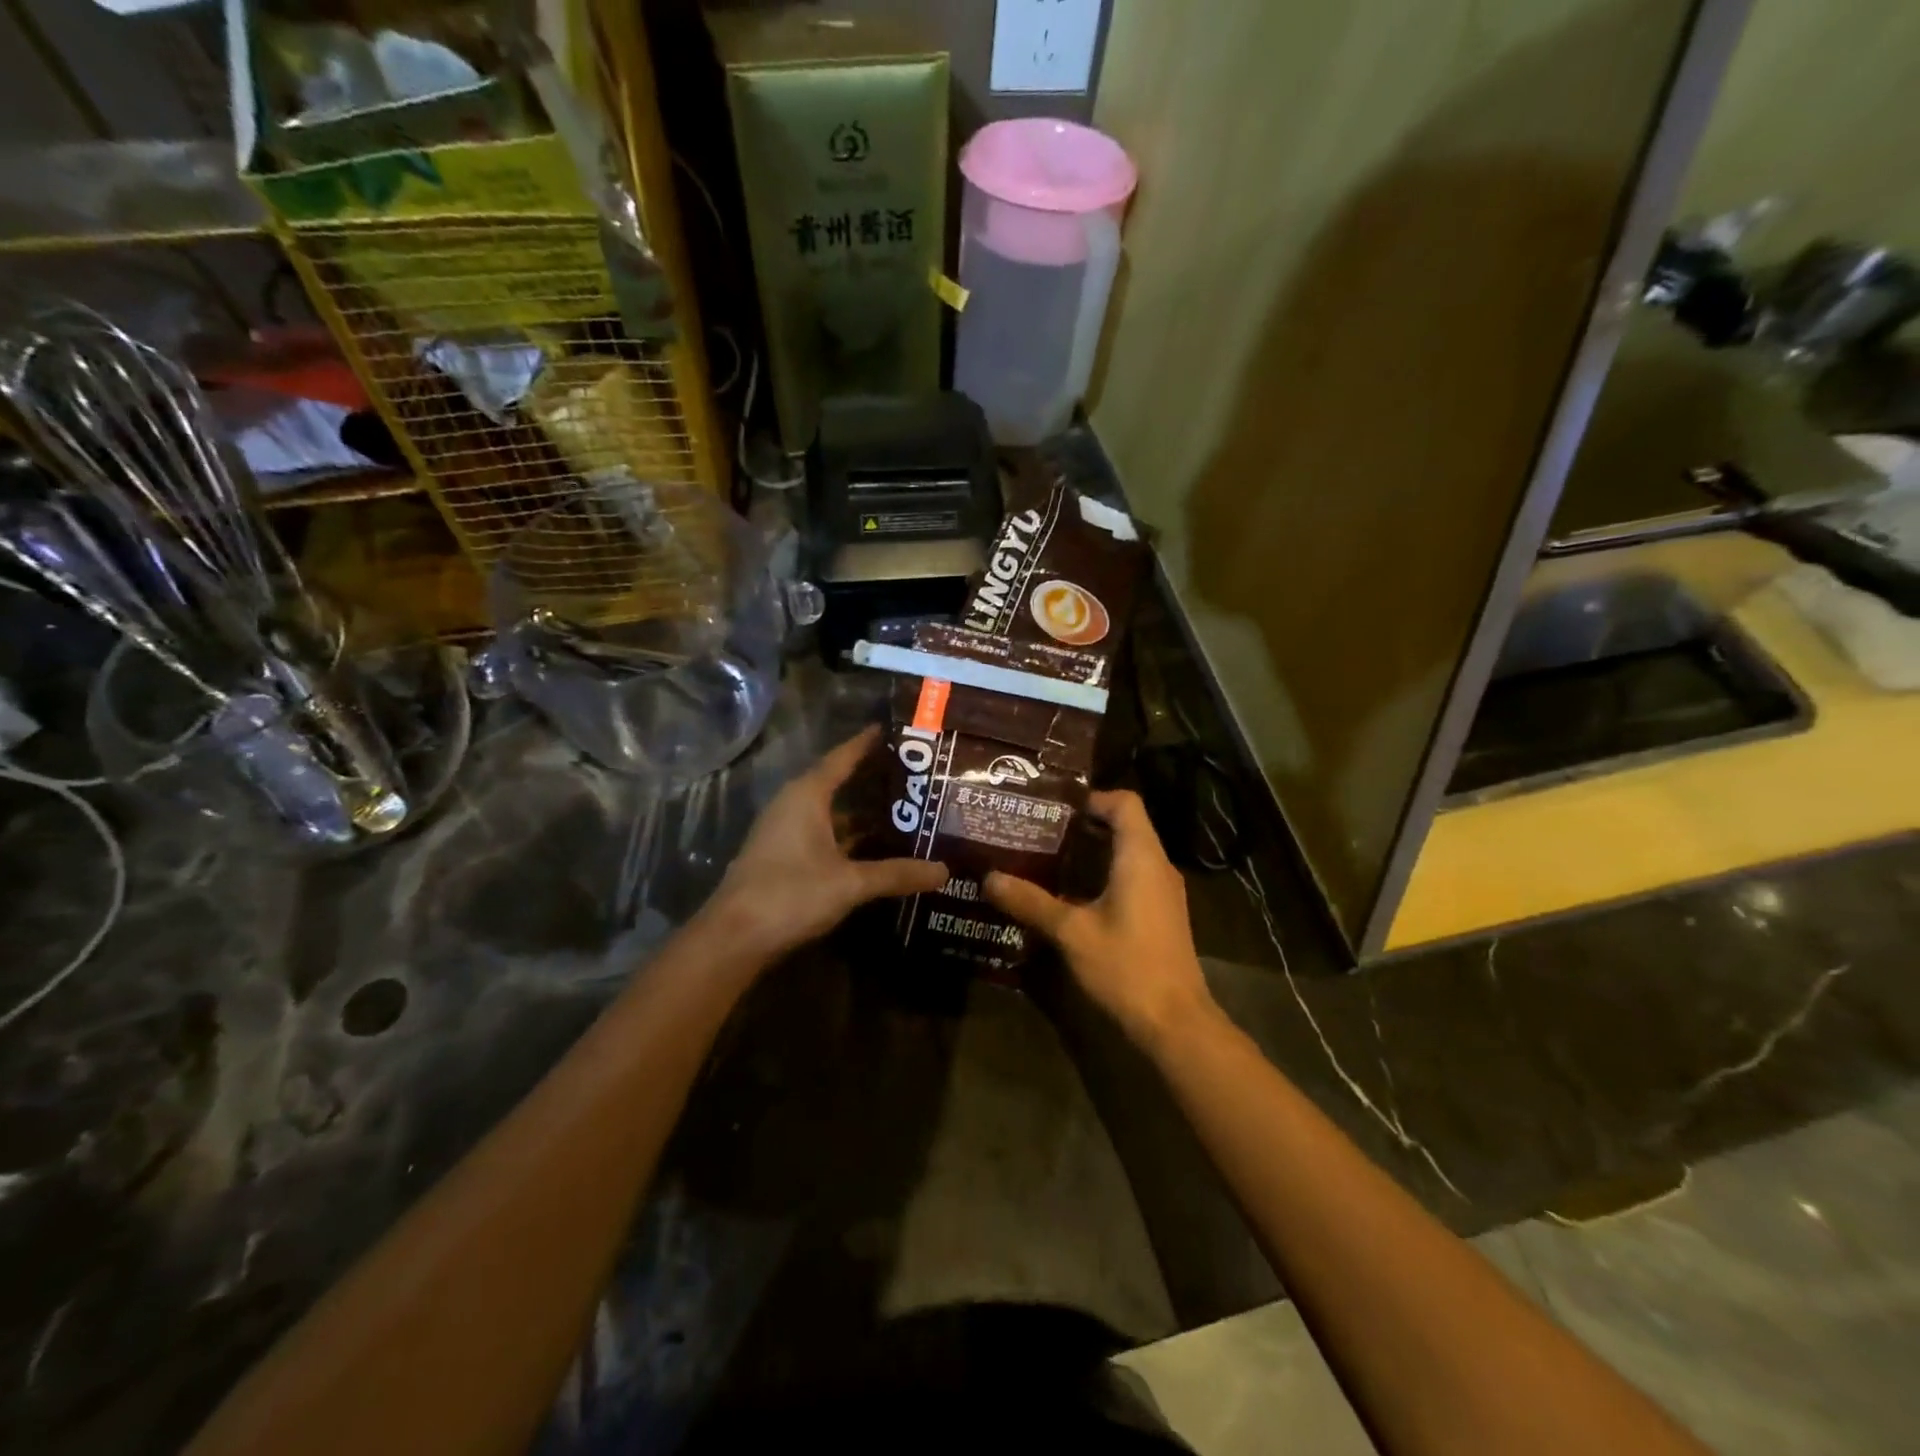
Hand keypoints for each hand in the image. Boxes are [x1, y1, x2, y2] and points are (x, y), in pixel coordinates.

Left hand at [702, 727, 947, 963]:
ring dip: (861, 813)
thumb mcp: (850, 883)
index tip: (893, 729)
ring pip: (831, 813)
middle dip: (872, 780)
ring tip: (903, 811)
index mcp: (806, 796)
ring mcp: (785, 833)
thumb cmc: (791, 894)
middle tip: (913, 775)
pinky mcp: (783, 858)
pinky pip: (823, 834)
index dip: (866, 743)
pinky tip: (875, 848)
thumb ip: (896, 874)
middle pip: (837, 783)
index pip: (841, 758)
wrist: (734, 938)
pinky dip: (848, 836)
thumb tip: (943, 871)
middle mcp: (793, 806)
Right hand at [984, 790, 1218, 1050]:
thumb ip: (1030, 902)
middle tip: (1039, 830)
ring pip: (1128, 853)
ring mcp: (1163, 891)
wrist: (1175, 1022)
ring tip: (1046, 857)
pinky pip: (1132, 877)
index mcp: (1141, 857)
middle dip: (1083, 825)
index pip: (1125, 802)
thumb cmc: (1126, 966)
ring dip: (1092, 851)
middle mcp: (1157, 866)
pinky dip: (1104, 874)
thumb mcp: (1071, 932)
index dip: (1091, 797)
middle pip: (1125, 825)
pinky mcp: (1161, 914)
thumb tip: (989, 878)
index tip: (1053, 808)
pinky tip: (1070, 895)